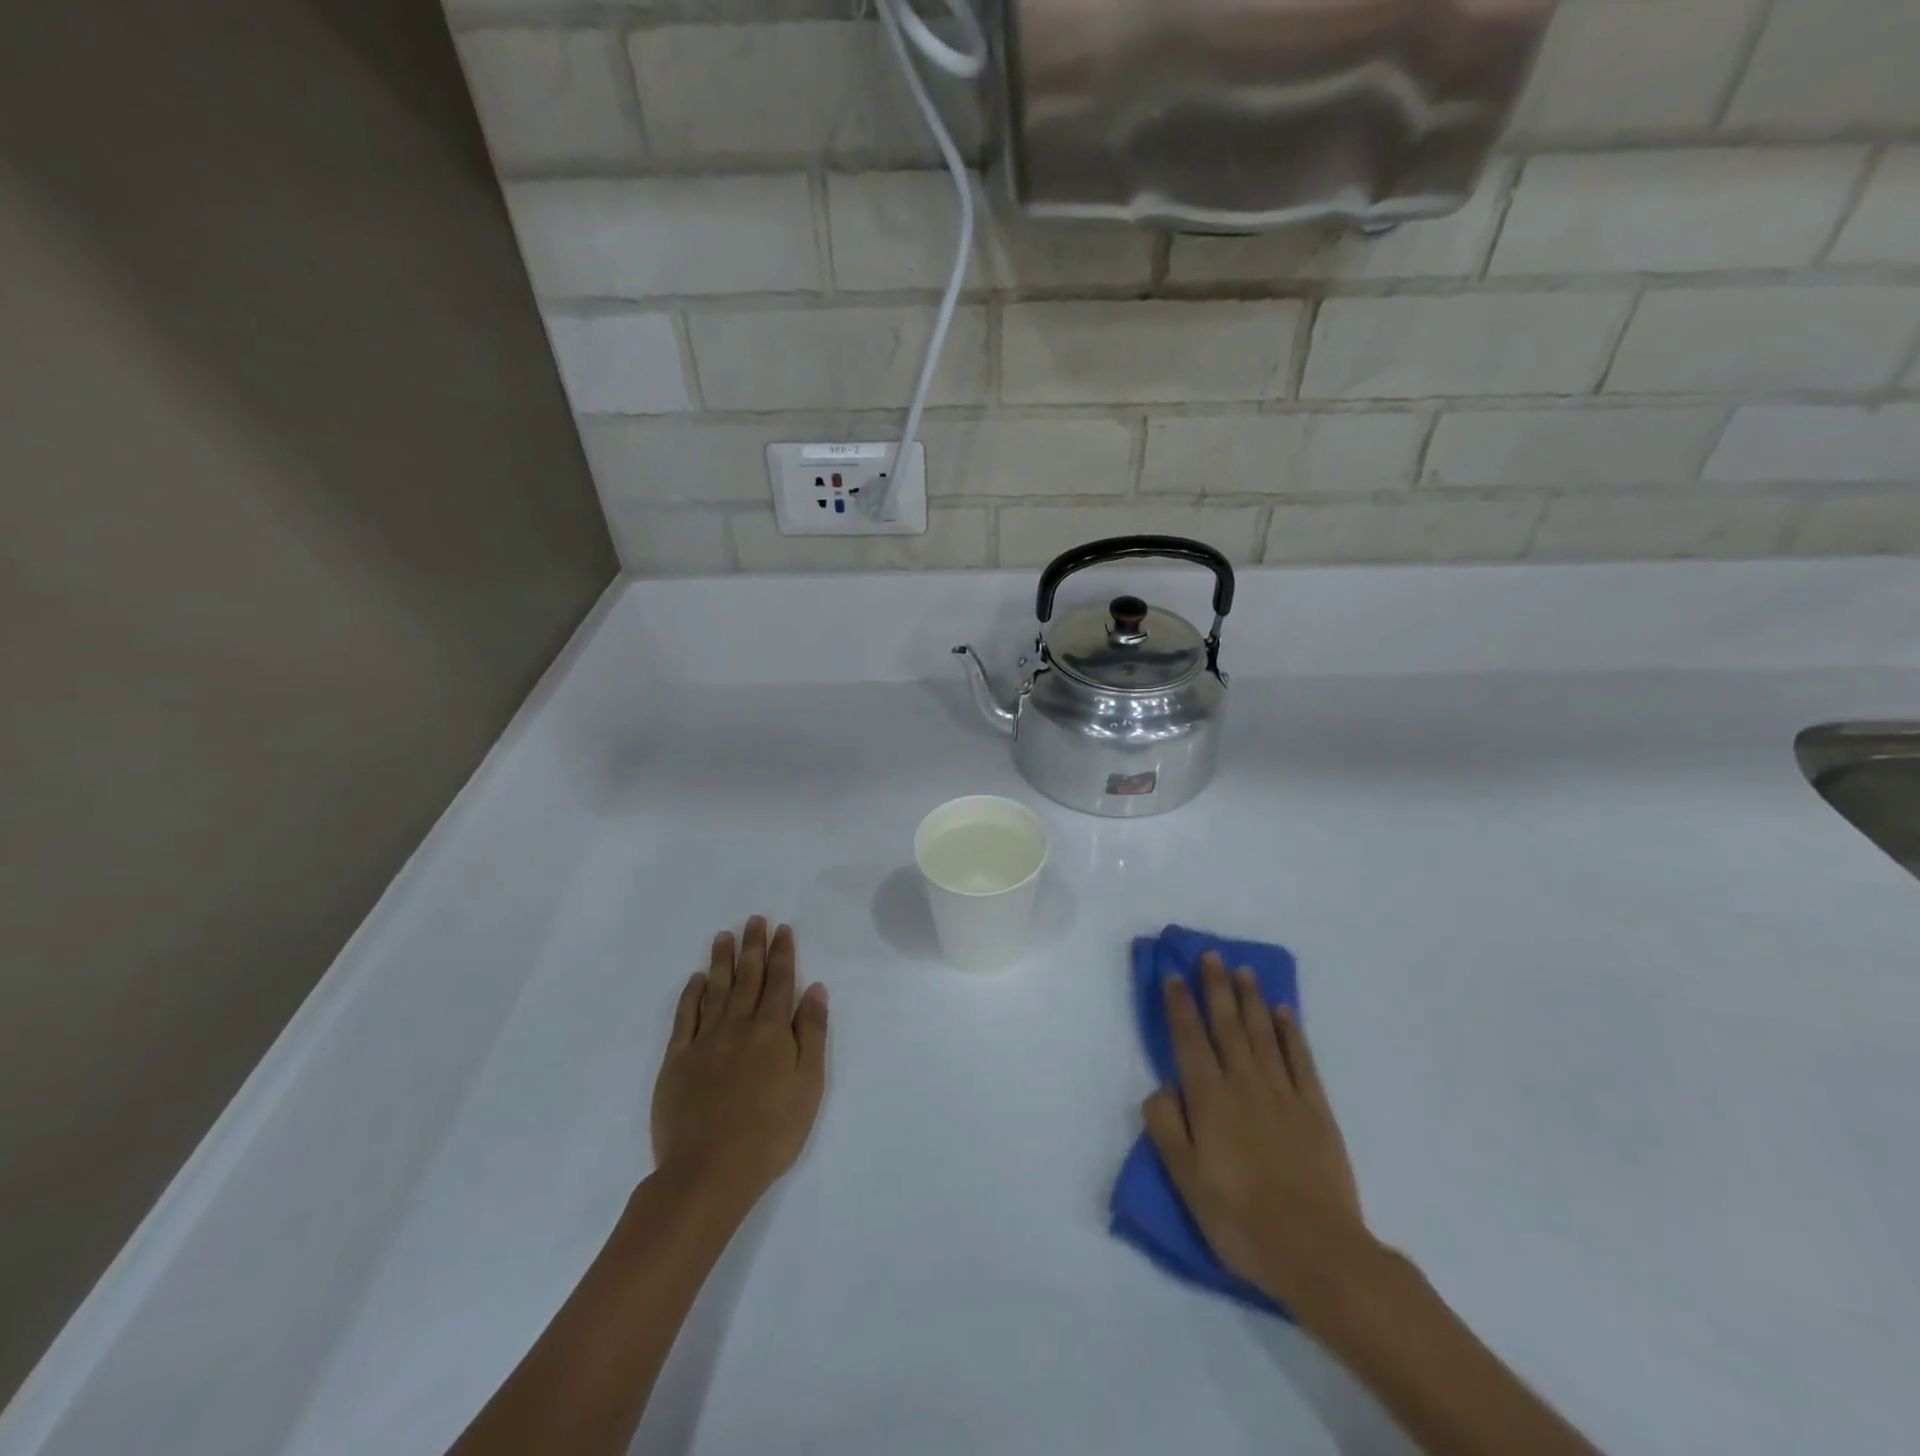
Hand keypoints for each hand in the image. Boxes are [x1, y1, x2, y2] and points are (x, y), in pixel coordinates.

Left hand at [650, 918, 827, 1212]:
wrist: (709, 1171)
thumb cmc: (771, 1131)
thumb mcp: (809, 1083)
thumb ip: (812, 1032)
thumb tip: (815, 989)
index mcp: (771, 1030)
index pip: (780, 981)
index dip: (782, 953)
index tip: (782, 929)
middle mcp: (738, 1026)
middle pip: (747, 978)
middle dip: (753, 947)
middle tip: (754, 920)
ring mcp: (704, 1042)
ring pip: (715, 990)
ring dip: (721, 961)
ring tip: (724, 936)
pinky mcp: (677, 1061)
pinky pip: (685, 1018)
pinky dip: (691, 995)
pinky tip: (695, 980)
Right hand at [1142, 952, 1373, 1317]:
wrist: (1317, 1252)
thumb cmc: (1241, 1219)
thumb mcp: (1186, 1180)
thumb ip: (1167, 1127)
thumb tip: (1161, 1087)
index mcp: (1209, 1099)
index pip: (1189, 1039)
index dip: (1179, 1005)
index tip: (1173, 974)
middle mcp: (1245, 1084)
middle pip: (1227, 1026)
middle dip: (1216, 987)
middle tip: (1210, 955)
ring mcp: (1284, 1094)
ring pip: (1262, 1034)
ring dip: (1251, 999)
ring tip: (1243, 970)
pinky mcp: (1316, 1110)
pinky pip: (1301, 1060)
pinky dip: (1291, 1033)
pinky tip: (1284, 1013)